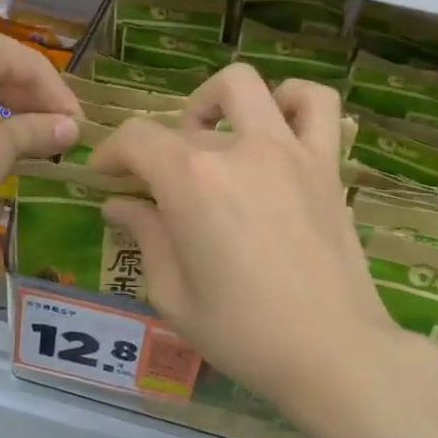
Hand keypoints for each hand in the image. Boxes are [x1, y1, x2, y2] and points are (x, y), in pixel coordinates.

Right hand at [88, 64, 402, 414]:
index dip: (110, 153)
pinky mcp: (326, 164)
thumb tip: (120, 205)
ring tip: (214, 135)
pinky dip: (292, 101)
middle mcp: (238, 149)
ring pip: (246, 85)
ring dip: (218, 102)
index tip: (104, 176)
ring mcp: (289, 150)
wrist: (333, 352)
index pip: (136, 139)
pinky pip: (318, 105)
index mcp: (191, 181)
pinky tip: (276, 130)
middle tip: (158, 184)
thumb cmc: (244, 333)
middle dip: (158, 148)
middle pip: (183, 122)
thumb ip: (145, 237)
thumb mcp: (173, 295)